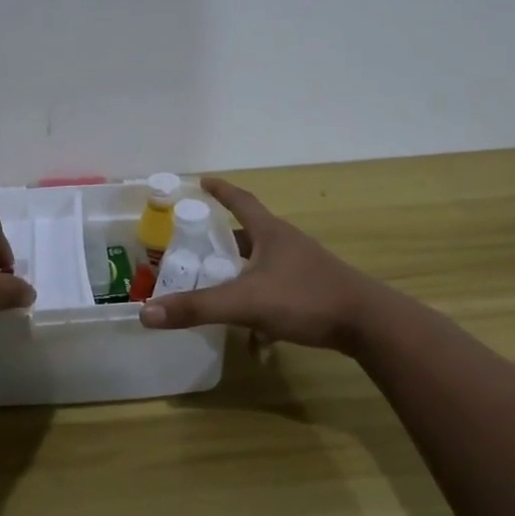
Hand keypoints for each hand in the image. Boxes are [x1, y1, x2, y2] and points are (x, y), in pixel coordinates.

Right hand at [137, 177, 382, 352]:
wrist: (368, 324)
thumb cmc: (305, 299)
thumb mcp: (245, 303)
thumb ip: (197, 308)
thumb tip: (146, 312)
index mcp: (271, 233)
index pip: (241, 201)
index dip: (221, 191)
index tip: (203, 182)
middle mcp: (287, 244)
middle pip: (250, 234)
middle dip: (224, 239)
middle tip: (197, 246)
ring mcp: (304, 267)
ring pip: (263, 264)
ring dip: (241, 272)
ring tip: (218, 286)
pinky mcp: (314, 291)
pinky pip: (278, 289)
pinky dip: (260, 302)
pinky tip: (254, 333)